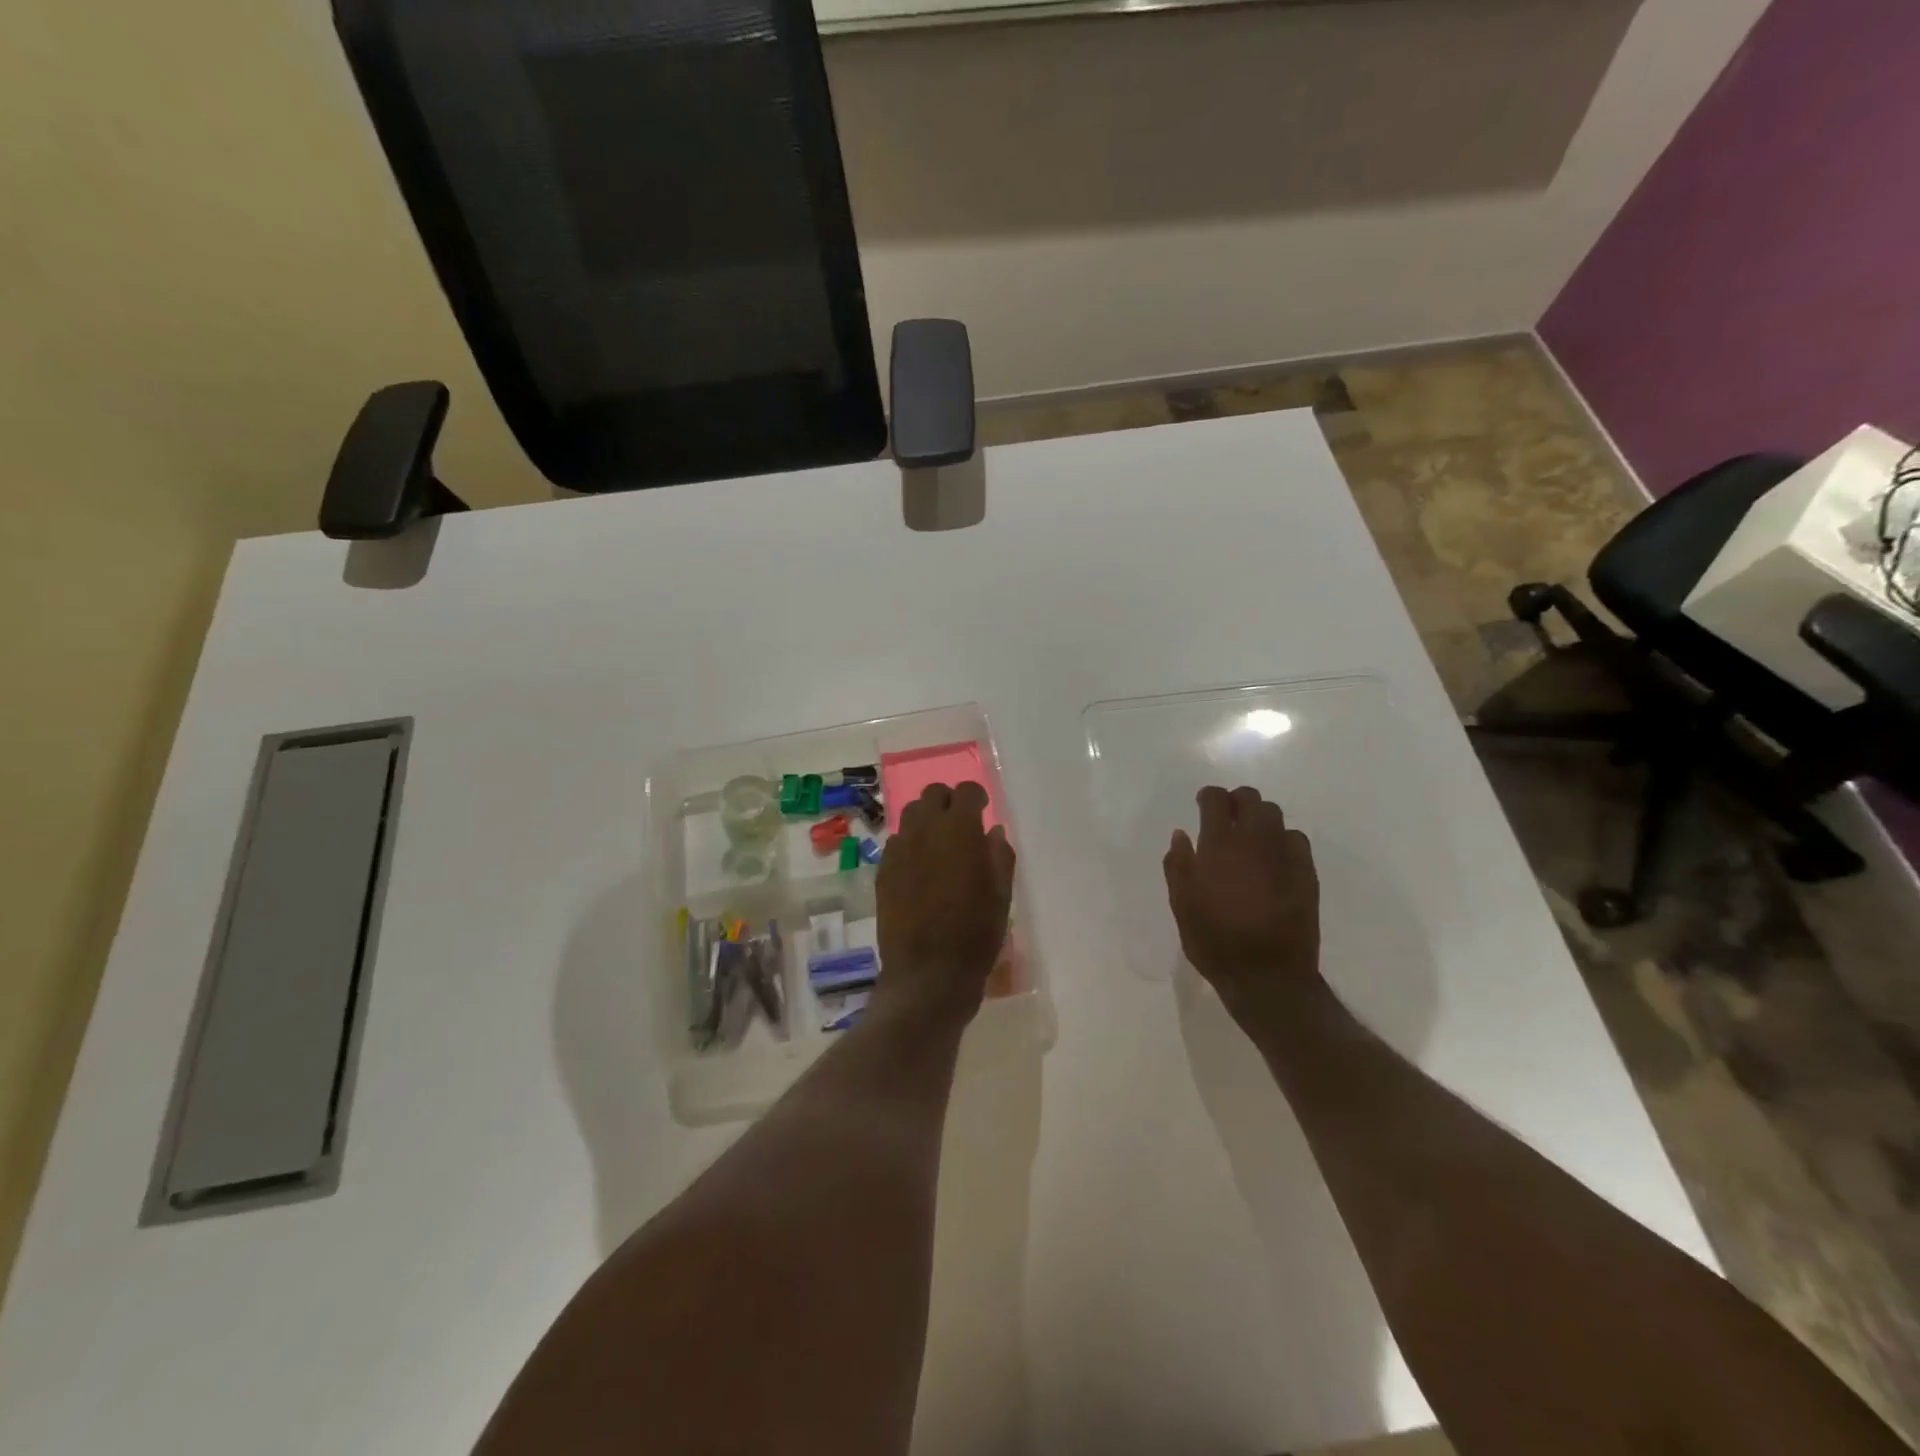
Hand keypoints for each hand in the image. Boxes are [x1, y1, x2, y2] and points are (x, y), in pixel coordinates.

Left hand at [873, 782, 1015, 1028]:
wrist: (928, 974)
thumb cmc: (975, 934)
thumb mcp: (1001, 895)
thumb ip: (999, 855)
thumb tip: (992, 831)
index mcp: (959, 830)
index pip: (965, 791)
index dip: (976, 796)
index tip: (983, 810)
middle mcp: (925, 831)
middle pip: (932, 794)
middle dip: (948, 802)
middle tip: (960, 823)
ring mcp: (899, 850)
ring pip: (910, 815)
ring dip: (927, 820)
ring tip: (938, 844)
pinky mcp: (883, 872)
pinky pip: (896, 843)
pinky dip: (910, 845)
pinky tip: (920, 868)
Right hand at [1163, 785, 1322, 1031]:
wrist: (1267, 976)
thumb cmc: (1214, 940)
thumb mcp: (1181, 905)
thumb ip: (1178, 865)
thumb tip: (1181, 835)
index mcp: (1219, 845)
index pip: (1216, 799)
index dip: (1208, 796)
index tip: (1202, 805)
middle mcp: (1254, 840)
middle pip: (1250, 798)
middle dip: (1236, 801)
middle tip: (1226, 818)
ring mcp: (1285, 855)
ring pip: (1275, 815)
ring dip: (1259, 818)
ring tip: (1251, 837)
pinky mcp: (1307, 872)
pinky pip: (1296, 839)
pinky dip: (1282, 839)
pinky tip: (1274, 858)